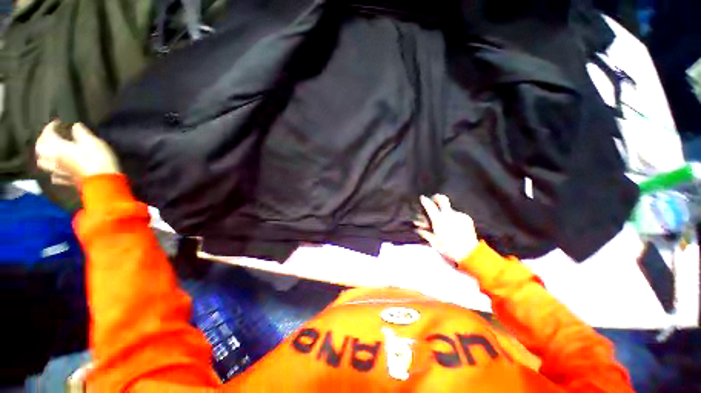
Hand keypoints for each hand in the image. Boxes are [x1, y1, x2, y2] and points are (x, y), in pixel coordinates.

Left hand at [36, 121, 119, 185]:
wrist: (104, 181)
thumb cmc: (98, 159)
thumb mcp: (92, 141)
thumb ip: (80, 132)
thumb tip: (74, 126)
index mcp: (57, 147)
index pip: (47, 134)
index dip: (51, 126)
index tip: (58, 122)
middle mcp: (53, 159)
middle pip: (40, 149)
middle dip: (43, 140)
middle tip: (50, 136)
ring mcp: (58, 171)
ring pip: (42, 163)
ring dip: (44, 156)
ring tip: (50, 152)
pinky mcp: (66, 180)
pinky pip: (54, 176)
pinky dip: (53, 171)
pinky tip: (58, 169)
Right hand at [414, 194, 478, 265]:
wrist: (469, 253)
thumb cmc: (448, 248)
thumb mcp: (434, 241)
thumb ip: (425, 233)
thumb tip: (418, 229)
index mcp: (439, 219)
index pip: (429, 206)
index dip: (424, 200)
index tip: (422, 198)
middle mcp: (449, 214)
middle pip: (442, 199)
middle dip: (436, 197)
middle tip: (433, 199)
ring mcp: (459, 215)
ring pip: (449, 208)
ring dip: (445, 211)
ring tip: (444, 220)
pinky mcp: (467, 218)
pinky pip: (457, 215)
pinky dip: (453, 217)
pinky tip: (453, 225)